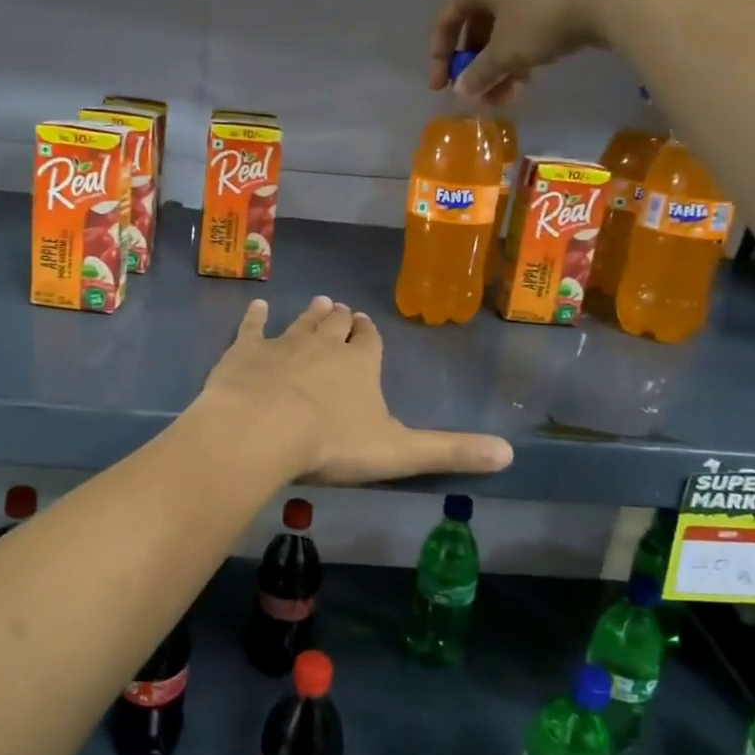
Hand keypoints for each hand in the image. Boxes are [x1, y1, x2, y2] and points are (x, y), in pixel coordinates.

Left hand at [194, 297, 513, 484]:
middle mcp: (324, 346)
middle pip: (336, 327)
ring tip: (318, 301)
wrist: (263, 429)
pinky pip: (251, 327)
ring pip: (301, 323)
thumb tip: (509, 454)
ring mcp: (283, 344)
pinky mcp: (245, 351)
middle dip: (341, 319)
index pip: (370, 343)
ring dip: (311, 314)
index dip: (369, 335)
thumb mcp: (399, 452)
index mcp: (361, 365)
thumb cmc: (332, 443)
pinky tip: (257, 305)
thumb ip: (450, 452)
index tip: (366, 324)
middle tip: (341, 309)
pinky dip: (255, 316)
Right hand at [430, 0, 663, 105]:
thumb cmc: (542, 17)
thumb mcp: (505, 53)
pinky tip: (534, 72)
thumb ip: (478, 74)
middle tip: (484, 96)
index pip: (448, 20)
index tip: (442, 89)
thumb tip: (461, 91)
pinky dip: (526, 47)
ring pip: (508, 24)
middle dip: (479, 66)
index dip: (440, 58)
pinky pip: (532, 17)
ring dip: (503, 63)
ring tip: (513, 93)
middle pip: (479, 24)